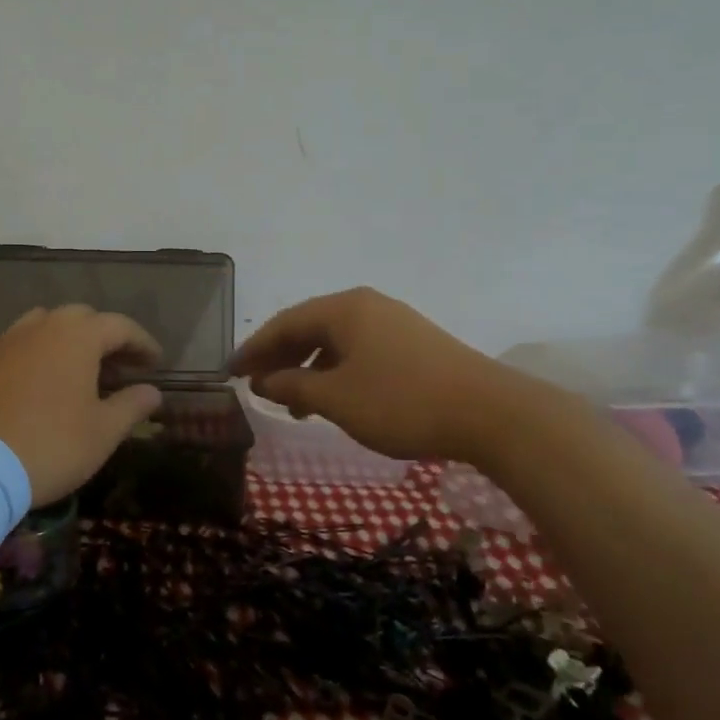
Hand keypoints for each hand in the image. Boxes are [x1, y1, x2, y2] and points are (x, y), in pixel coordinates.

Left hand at [0, 305, 163, 504]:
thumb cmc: (50, 446)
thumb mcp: (102, 432)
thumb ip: (131, 406)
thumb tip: (152, 391)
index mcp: (76, 337)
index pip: (119, 326)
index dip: (141, 342)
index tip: (155, 362)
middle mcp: (39, 328)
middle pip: (79, 319)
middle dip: (103, 337)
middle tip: (118, 367)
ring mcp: (3, 343)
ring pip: (42, 328)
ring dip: (65, 343)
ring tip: (77, 373)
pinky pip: (15, 350)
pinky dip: (35, 359)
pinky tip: (38, 388)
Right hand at [231, 287, 531, 461]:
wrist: (490, 413)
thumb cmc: (401, 401)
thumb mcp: (336, 398)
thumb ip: (293, 387)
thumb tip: (263, 381)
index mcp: (344, 309)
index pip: (285, 323)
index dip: (254, 348)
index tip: (230, 372)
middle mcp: (367, 306)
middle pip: (309, 326)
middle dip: (279, 356)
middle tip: (254, 384)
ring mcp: (394, 323)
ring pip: (336, 340)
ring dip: (308, 368)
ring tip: (293, 403)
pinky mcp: (414, 344)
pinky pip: (359, 350)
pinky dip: (336, 371)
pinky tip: (334, 398)